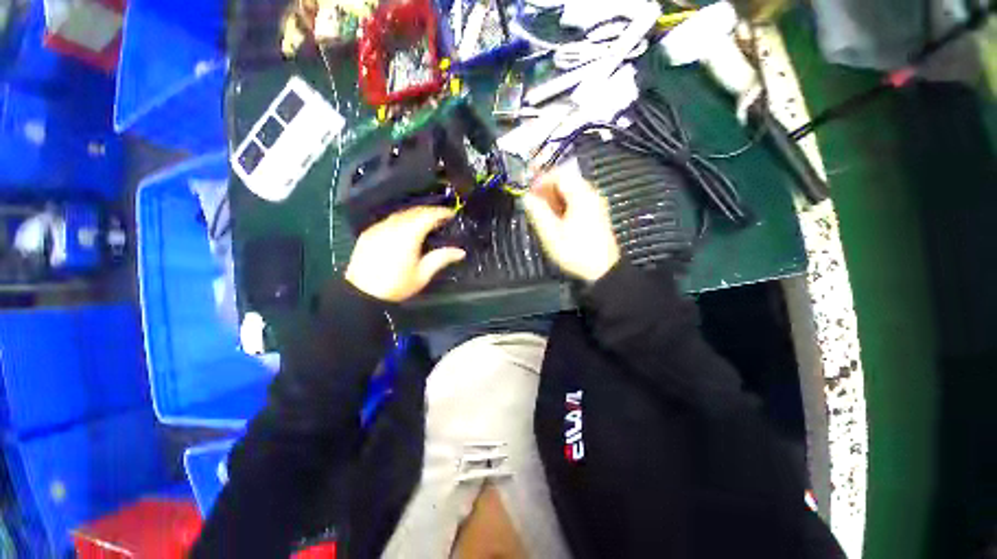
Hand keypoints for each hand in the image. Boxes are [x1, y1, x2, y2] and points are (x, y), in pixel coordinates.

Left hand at [345, 206, 465, 301]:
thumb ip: (441, 258)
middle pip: (414, 211)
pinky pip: (388, 220)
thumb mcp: (422, 275)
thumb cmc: (394, 286)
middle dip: (429, 211)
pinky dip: (401, 219)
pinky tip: (404, 228)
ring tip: (425, 221)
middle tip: (440, 217)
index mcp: (408, 235)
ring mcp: (378, 229)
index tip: (451, 213)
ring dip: (415, 214)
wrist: (362, 293)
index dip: (441, 212)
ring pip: (400, 214)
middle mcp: (393, 227)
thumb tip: (459, 252)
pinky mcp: (368, 233)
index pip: (428, 215)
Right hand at [523, 165, 619, 282]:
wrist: (602, 270)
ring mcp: (594, 204)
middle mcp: (590, 195)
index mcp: (581, 196)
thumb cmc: (576, 252)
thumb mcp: (551, 234)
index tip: (529, 191)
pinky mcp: (595, 213)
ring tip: (541, 211)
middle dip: (546, 188)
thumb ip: (538, 213)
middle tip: (533, 201)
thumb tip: (527, 197)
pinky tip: (554, 217)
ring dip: (553, 197)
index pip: (560, 174)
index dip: (541, 179)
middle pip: (566, 180)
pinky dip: (562, 204)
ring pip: (570, 191)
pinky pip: (576, 200)